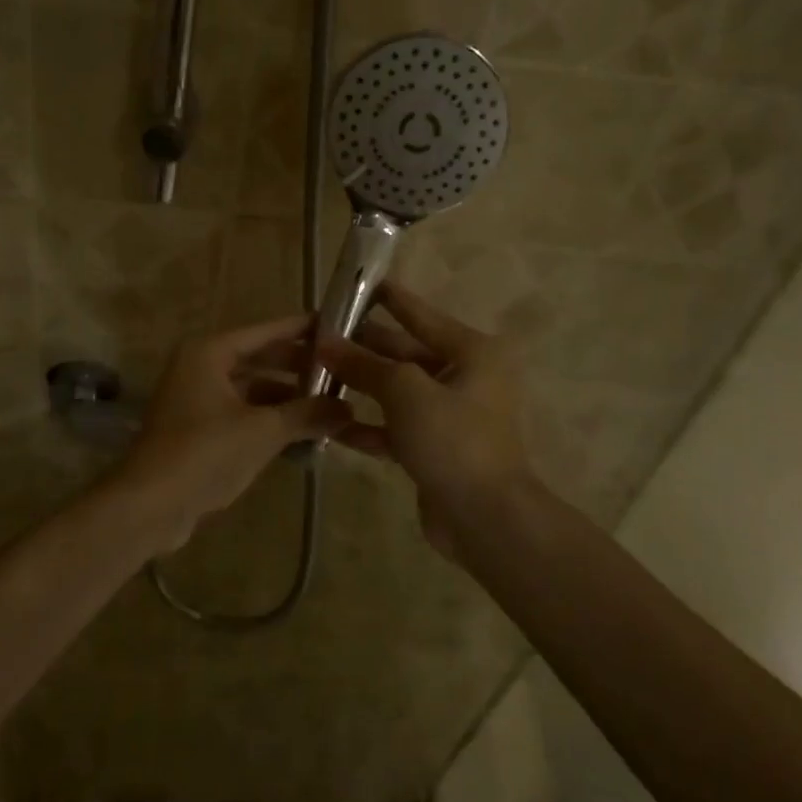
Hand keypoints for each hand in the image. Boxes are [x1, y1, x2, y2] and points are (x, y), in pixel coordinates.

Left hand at [117, 314, 351, 549]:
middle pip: (257, 359)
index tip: (335, 325)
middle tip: (340, 370)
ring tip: (328, 405)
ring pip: (249, 389)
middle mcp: (199, 368)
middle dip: (296, 367)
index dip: (300, 330)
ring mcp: (194, 400)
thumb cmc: (205, 453)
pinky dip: (266, 420)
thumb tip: (347, 409)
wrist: (149, 505)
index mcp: (209, 353)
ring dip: (284, 398)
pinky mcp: (195, 430)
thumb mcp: (262, 431)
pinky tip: (299, 433)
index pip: (264, 332)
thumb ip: (306, 414)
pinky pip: (239, 414)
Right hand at [315, 282, 531, 556]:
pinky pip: (394, 427)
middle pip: (404, 353)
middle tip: (318, 335)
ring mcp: (449, 415)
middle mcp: (464, 377)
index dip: (389, 298)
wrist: (486, 519)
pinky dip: (367, 425)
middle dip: (362, 346)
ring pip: (396, 391)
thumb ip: (364, 364)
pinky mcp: (434, 448)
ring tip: (314, 373)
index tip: (360, 282)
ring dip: (359, 385)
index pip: (421, 315)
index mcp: (471, 352)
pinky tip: (330, 424)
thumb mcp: (406, 392)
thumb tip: (326, 342)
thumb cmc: (454, 439)